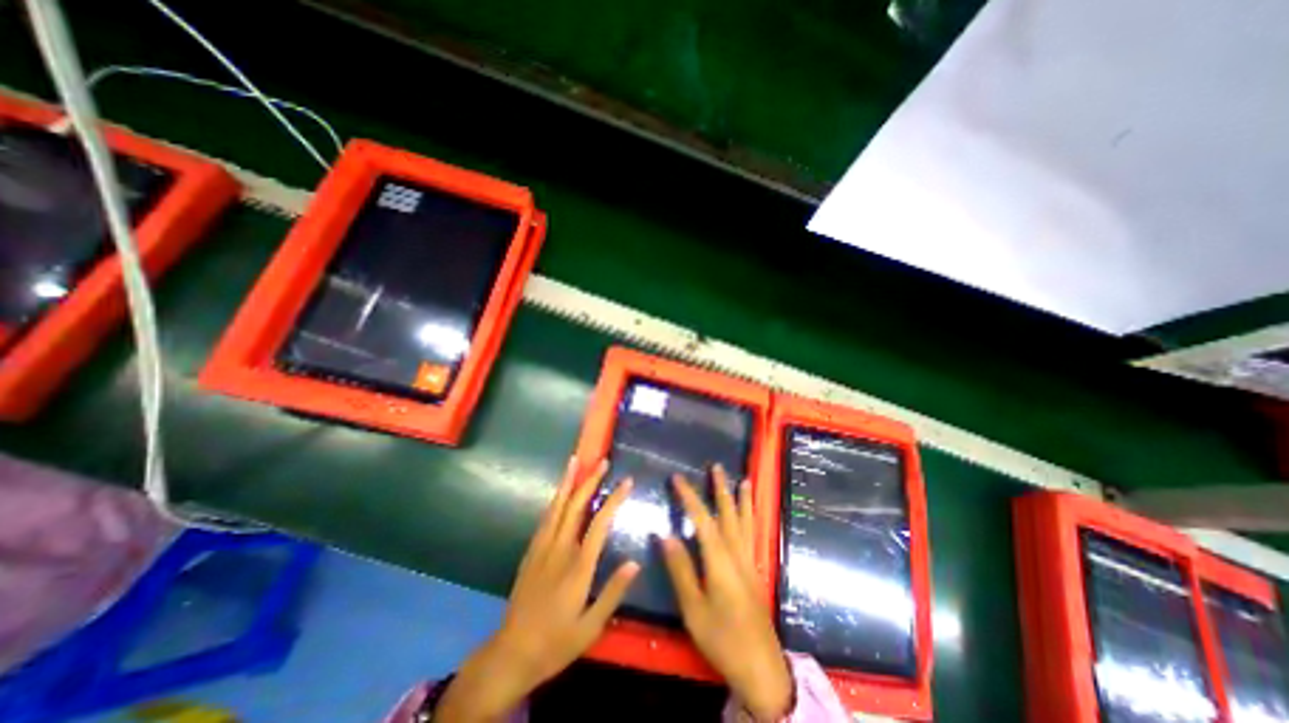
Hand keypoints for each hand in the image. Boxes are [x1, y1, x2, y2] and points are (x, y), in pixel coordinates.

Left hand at [434, 462, 636, 719]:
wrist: (511, 654)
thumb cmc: (556, 642)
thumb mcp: (591, 627)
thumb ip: (613, 593)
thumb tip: (635, 563)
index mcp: (578, 566)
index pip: (600, 523)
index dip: (614, 499)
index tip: (627, 481)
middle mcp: (559, 549)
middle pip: (575, 506)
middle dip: (589, 481)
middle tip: (602, 461)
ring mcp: (542, 548)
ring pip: (557, 507)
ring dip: (568, 482)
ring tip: (575, 462)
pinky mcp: (531, 552)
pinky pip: (545, 518)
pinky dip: (555, 500)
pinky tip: (559, 493)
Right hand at [664, 465, 795, 718]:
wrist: (761, 668)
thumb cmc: (723, 639)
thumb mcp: (694, 609)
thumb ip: (681, 570)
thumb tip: (666, 535)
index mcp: (720, 561)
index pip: (702, 520)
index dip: (690, 497)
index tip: (677, 478)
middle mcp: (737, 554)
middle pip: (729, 514)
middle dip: (721, 489)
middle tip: (717, 467)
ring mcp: (749, 562)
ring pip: (746, 522)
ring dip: (742, 499)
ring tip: (744, 480)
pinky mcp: (755, 571)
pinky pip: (752, 534)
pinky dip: (751, 517)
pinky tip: (750, 515)